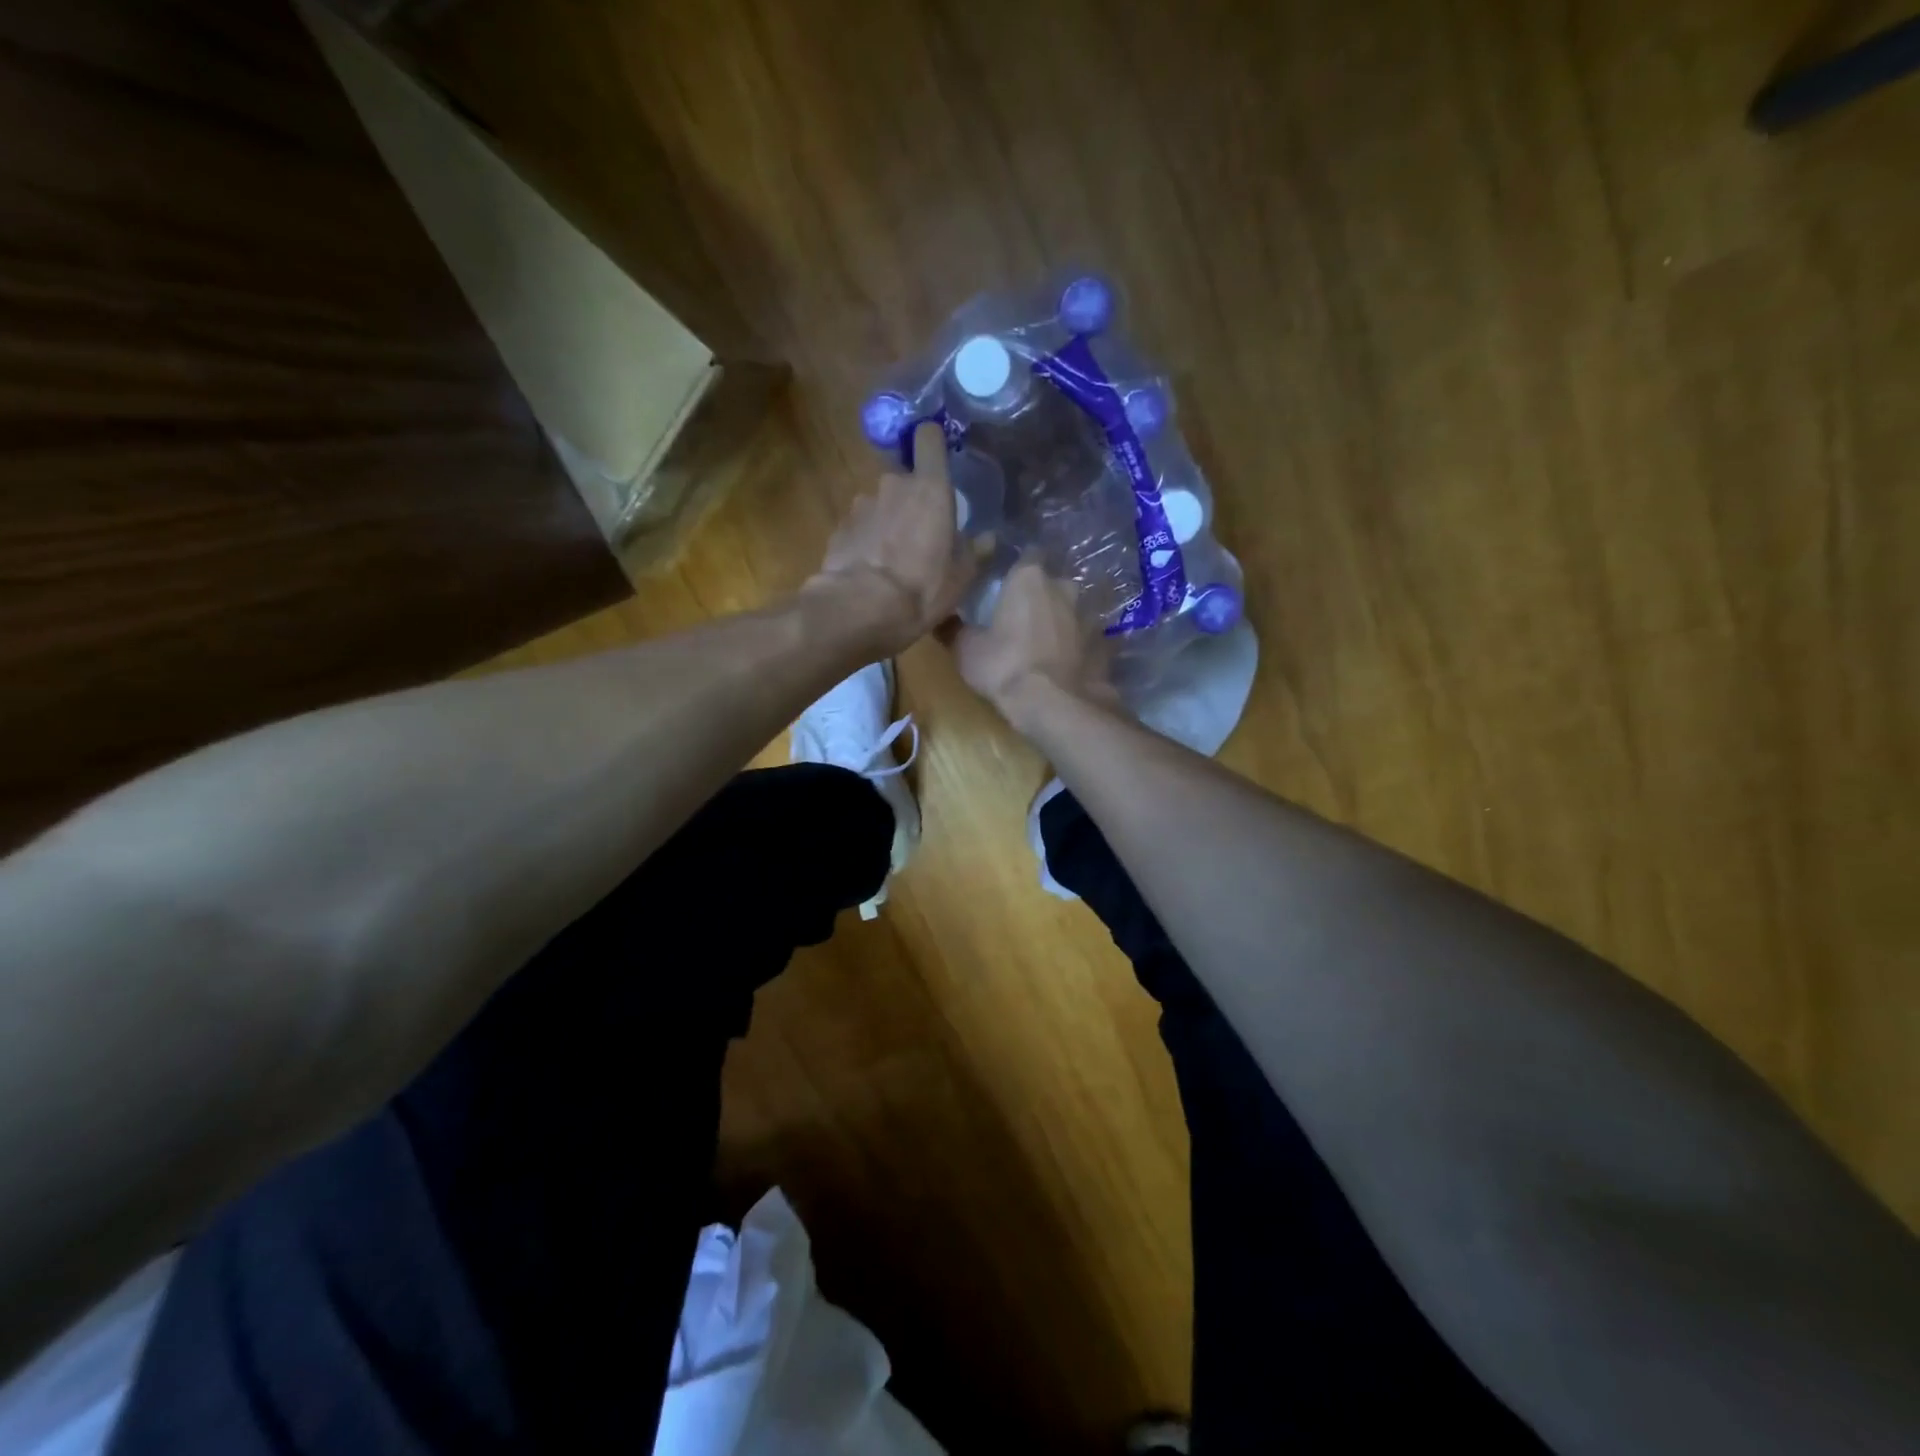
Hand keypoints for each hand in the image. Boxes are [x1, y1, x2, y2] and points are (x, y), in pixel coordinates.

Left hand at [806, 422, 973, 657]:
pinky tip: (871, 570)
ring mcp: (861, 505)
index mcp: (929, 488)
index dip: (933, 442)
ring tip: (893, 559)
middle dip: (912, 500)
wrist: (860, 609)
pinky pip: (860, 528)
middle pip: (905, 480)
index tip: (938, 458)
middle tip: (921, 534)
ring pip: (880, 505)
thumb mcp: (962, 577)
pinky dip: (866, 542)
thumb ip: (976, 551)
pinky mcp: (839, 528)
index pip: (929, 438)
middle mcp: (892, 485)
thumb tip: (988, 538)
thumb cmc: (922, 588)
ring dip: (887, 523)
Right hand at [951, 558, 1118, 730]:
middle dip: (1042, 596)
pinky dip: (1083, 647)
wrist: (1056, 705)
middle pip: (1052, 583)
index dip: (1017, 570)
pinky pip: (1092, 640)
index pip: (1026, 556)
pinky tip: (1074, 662)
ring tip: (1049, 643)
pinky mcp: (1106, 644)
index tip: (1006, 586)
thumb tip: (940, 618)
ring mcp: (1090, 615)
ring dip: (1064, 621)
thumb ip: (954, 629)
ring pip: (1075, 610)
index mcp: (1029, 578)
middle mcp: (1064, 587)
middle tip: (1024, 618)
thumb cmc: (1005, 667)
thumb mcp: (966, 650)